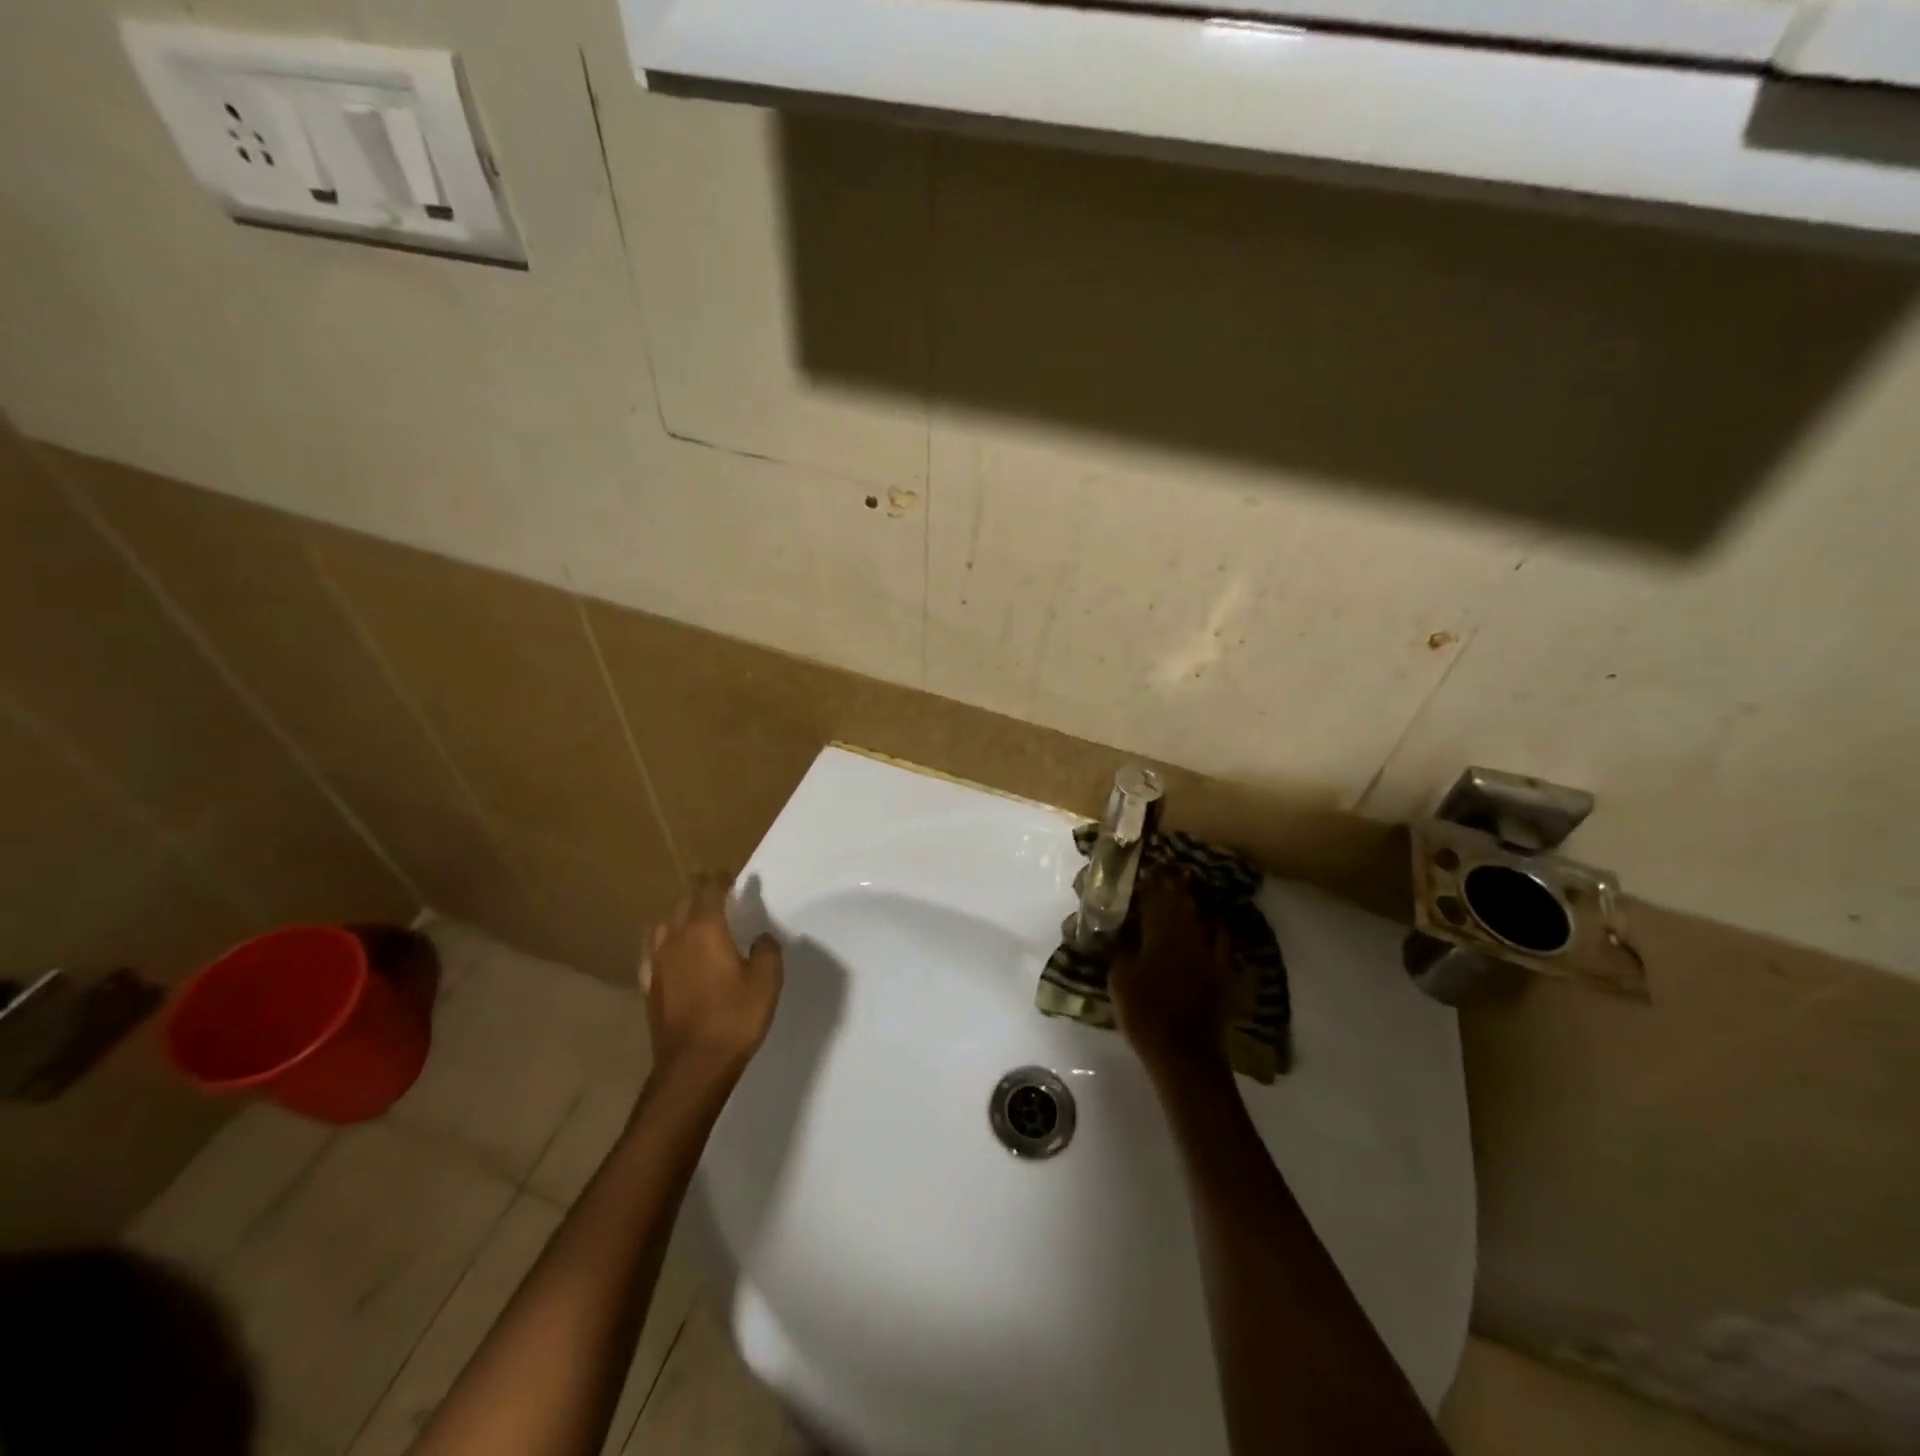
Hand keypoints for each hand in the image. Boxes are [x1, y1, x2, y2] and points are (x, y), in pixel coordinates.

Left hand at [640, 878, 783, 1082]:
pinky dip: (666, 947)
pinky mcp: (650, 988)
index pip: (709, 890)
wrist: (693, 1066)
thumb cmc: (735, 1017)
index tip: (728, 875)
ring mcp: (658, 964)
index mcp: (706, 929)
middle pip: (685, 905)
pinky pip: (655, 955)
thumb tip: (760, 938)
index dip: (718, 879)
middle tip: (717, 895)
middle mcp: (677, 938)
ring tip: (696, 924)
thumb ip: (766, 951)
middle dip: (700, 895)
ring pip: (666, 927)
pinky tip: (672, 957)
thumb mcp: (767, 981)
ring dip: (681, 920)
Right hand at [1109, 870, 1234, 1081]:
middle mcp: (1188, 934)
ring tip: (1186, 886)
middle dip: (1172, 883)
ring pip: (1202, 916)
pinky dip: (1218, 926)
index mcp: (1161, 932)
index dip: (1149, 878)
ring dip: (1193, 900)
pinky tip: (1215, 921)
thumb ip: (1117, 946)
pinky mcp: (1222, 972)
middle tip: (1164, 870)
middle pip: (1181, 900)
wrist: (1184, 1053)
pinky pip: (1223, 941)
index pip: (1155, 894)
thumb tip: (1111, 926)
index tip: (1143, 865)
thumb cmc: (1145, 1013)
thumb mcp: (1119, 977)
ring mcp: (1209, 953)